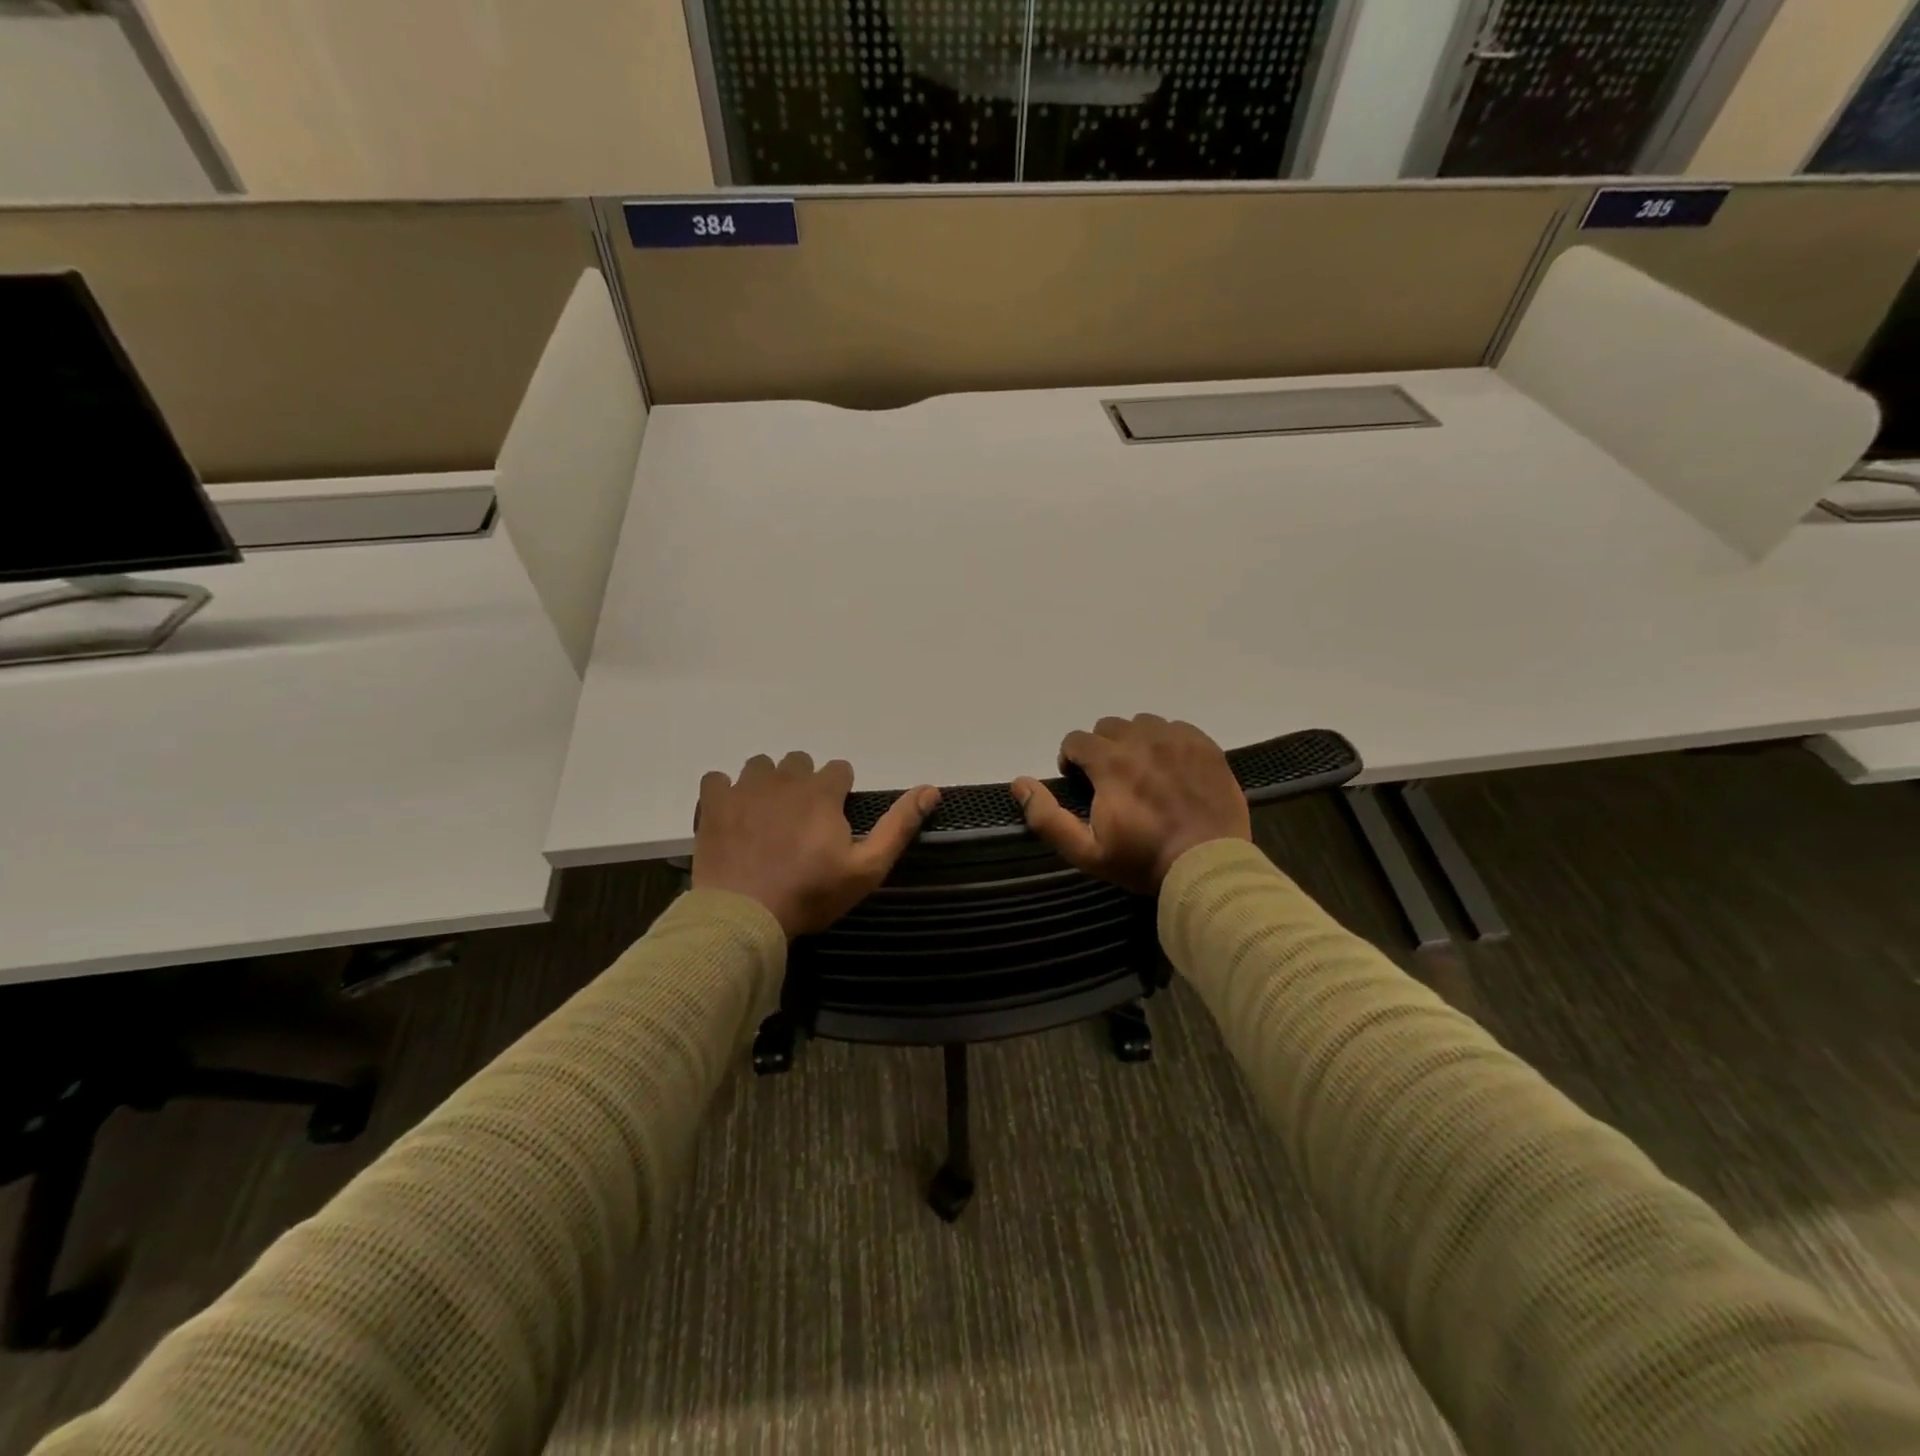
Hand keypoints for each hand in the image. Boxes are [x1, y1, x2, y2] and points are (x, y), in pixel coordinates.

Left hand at [692, 752, 939, 937]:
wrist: (744, 916)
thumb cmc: (810, 894)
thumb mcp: (867, 868)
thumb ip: (899, 826)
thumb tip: (931, 789)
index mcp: (822, 792)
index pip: (839, 769)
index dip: (840, 793)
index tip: (834, 821)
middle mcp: (784, 779)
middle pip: (800, 762)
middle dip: (805, 784)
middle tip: (801, 822)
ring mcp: (744, 788)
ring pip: (760, 766)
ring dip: (767, 783)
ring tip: (766, 817)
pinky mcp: (713, 803)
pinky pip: (718, 778)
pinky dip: (725, 792)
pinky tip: (732, 816)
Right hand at [1011, 715, 1250, 894]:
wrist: (1208, 867)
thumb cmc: (1142, 860)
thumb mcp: (1086, 851)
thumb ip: (1047, 816)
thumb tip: (1020, 783)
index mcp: (1110, 763)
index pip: (1076, 740)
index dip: (1072, 760)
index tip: (1082, 784)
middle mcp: (1142, 740)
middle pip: (1108, 726)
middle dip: (1101, 749)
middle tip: (1112, 780)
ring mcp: (1177, 740)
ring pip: (1142, 723)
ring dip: (1134, 741)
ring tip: (1142, 771)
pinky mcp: (1205, 745)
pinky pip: (1176, 727)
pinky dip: (1166, 741)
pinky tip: (1171, 768)